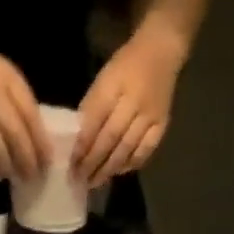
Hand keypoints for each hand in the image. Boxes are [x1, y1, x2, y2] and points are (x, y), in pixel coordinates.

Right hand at [0, 28, 49, 181]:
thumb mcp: (4, 74)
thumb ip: (20, 101)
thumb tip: (37, 139)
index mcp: (7, 79)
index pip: (30, 117)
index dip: (41, 144)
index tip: (47, 162)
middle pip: (15, 136)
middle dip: (27, 161)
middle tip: (32, 177)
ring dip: (8, 167)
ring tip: (14, 176)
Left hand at [74, 26, 185, 185]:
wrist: (161, 51)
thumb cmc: (125, 65)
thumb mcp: (103, 78)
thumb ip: (91, 107)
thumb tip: (78, 139)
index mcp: (113, 87)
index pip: (94, 122)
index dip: (82, 146)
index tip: (71, 164)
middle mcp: (133, 102)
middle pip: (110, 139)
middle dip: (93, 162)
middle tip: (80, 179)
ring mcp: (149, 115)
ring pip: (127, 149)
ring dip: (109, 169)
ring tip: (95, 181)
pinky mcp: (162, 124)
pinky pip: (145, 150)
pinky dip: (130, 164)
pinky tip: (118, 171)